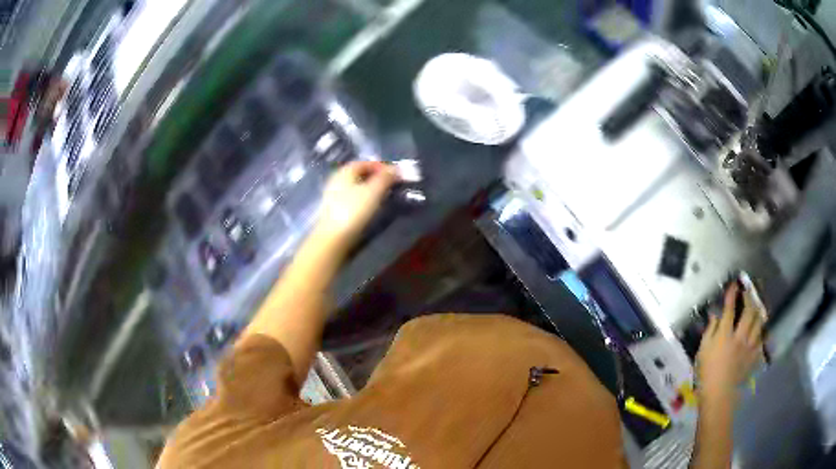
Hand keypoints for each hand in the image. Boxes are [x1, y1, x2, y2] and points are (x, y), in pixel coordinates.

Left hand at [315, 161, 397, 249]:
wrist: (333, 239)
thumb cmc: (353, 211)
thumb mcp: (373, 191)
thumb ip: (386, 177)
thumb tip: (397, 168)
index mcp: (344, 172)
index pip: (364, 163)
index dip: (381, 166)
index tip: (395, 174)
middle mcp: (337, 181)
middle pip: (359, 174)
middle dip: (376, 177)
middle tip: (392, 184)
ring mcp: (334, 197)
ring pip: (356, 188)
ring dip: (371, 189)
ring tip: (385, 196)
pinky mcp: (335, 211)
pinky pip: (353, 199)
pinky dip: (364, 199)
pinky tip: (372, 208)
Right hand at [696, 282, 764, 403]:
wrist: (718, 395)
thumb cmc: (706, 374)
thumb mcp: (702, 352)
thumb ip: (710, 331)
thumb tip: (715, 315)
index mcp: (725, 335)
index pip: (729, 309)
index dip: (732, 294)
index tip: (734, 285)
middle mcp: (739, 336)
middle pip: (749, 311)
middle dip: (749, 298)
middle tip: (748, 291)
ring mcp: (749, 346)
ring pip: (758, 322)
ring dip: (758, 311)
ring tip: (758, 306)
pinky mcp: (754, 356)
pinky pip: (761, 339)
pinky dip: (761, 331)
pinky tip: (760, 329)